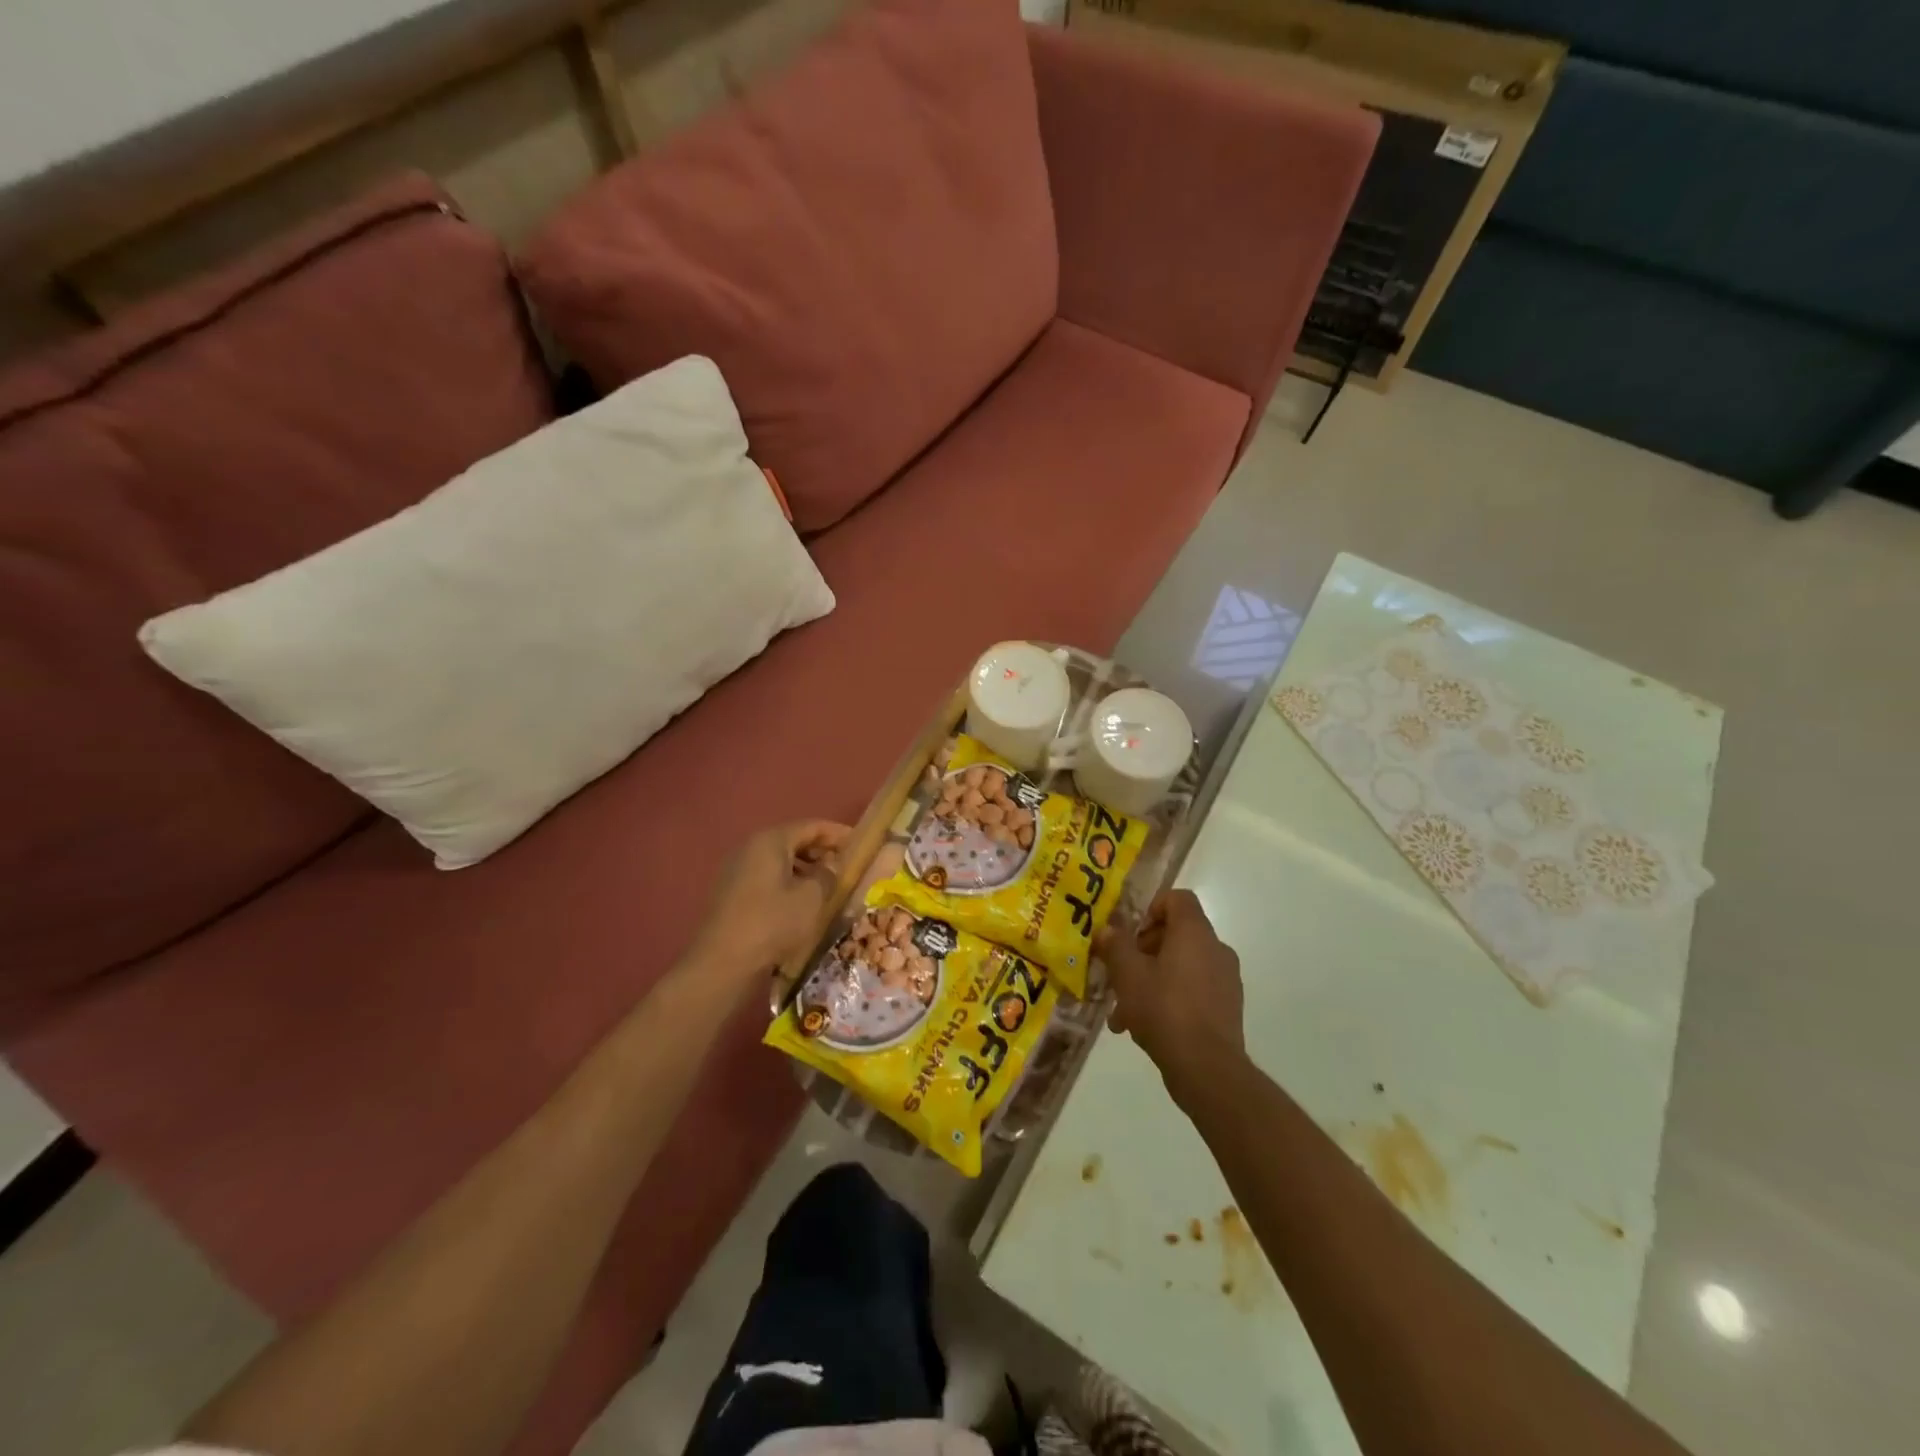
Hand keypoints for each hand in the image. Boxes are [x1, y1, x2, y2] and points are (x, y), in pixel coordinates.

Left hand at [692, 821, 850, 980]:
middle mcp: (751, 848)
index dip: (838, 833)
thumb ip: (828, 875)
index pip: (811, 826)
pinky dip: (789, 883)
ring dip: (806, 869)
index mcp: (770, 841)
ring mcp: (738, 870)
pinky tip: (803, 902)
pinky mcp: (733, 892)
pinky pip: (768, 878)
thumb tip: (832, 866)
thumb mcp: (811, 898)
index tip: (860, 844)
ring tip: (829, 886)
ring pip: (781, 861)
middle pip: (794, 840)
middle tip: (846, 866)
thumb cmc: (772, 923)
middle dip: (822, 851)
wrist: (722, 962)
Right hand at [1097, 889, 1244, 1095]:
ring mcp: (1226, 980)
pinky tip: (1144, 1028)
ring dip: (1151, 980)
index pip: (1177, 898)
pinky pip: (1193, 991)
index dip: (1150, 908)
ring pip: (1181, 966)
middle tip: (1119, 975)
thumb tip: (1107, 930)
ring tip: (1122, 1011)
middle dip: (1142, 951)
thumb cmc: (1164, 1009)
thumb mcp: (1127, 974)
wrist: (1207, 1068)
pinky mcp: (1227, 1008)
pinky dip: (1169, 999)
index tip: (1129, 934)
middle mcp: (1216, 949)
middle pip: (1176, 934)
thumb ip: (1115, 945)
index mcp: (1195, 932)